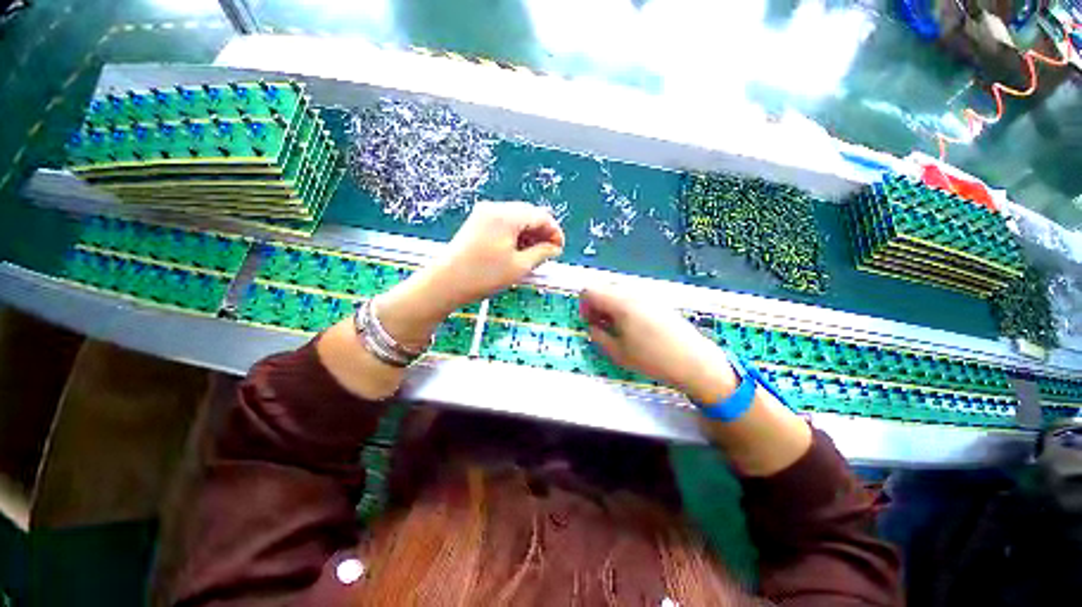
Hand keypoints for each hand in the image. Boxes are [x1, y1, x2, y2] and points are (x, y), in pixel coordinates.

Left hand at [427, 200, 564, 310]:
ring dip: (529, 235)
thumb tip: (554, 248)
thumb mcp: (519, 266)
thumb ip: (542, 253)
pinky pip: (504, 224)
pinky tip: (518, 251)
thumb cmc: (484, 276)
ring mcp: (483, 214)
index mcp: (507, 215)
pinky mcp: (477, 223)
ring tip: (534, 256)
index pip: (541, 216)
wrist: (445, 283)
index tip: (560, 249)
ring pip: (516, 219)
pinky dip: (515, 235)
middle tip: (548, 254)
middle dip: (542, 233)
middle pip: (529, 214)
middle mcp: (495, 208)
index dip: (555, 232)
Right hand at [579, 284, 737, 402]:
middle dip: (597, 305)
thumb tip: (592, 326)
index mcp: (620, 303)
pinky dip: (624, 307)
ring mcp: (647, 296)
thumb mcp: (618, 352)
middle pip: (604, 289)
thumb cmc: (652, 359)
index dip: (584, 305)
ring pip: (618, 293)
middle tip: (601, 326)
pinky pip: (632, 298)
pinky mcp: (658, 302)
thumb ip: (598, 336)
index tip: (589, 322)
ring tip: (617, 329)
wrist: (693, 361)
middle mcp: (633, 293)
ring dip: (610, 306)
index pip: (590, 291)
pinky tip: (634, 327)